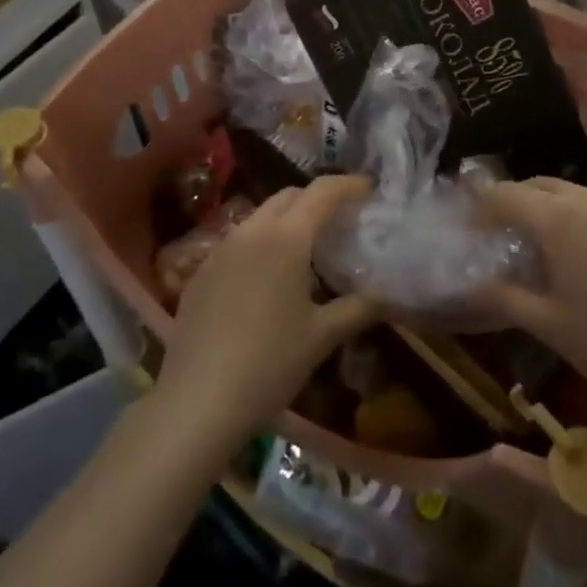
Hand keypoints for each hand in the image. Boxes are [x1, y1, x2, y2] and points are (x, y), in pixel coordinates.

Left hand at [156, 176, 376, 441]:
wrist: (196, 402)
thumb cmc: (269, 364)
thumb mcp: (321, 337)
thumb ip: (359, 308)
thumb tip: (390, 296)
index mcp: (286, 237)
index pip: (322, 191)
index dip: (348, 185)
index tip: (369, 189)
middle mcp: (251, 230)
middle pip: (288, 196)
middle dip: (316, 199)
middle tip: (339, 221)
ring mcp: (220, 249)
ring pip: (260, 217)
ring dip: (286, 221)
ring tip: (305, 250)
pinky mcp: (200, 272)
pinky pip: (237, 242)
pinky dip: (260, 245)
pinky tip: (266, 280)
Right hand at [476, 178, 586, 418]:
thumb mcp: (546, 324)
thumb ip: (502, 295)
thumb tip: (470, 282)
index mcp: (557, 218)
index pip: (504, 196)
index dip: (480, 210)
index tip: (469, 231)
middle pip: (537, 186)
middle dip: (513, 203)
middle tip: (500, 235)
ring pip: (571, 195)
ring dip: (548, 209)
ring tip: (541, 245)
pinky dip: (580, 220)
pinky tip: (585, 257)